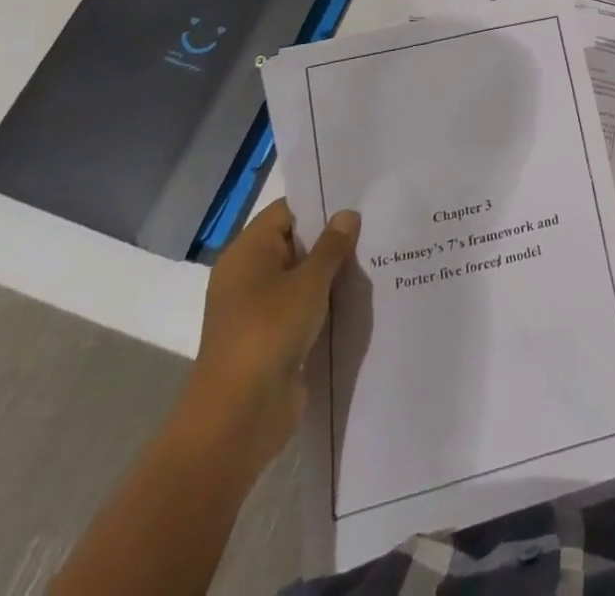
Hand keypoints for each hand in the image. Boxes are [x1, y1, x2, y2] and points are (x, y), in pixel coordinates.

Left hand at [184, 199, 360, 472]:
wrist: (238, 417)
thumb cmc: (269, 332)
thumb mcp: (308, 282)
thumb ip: (332, 246)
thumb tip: (347, 214)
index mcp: (247, 253)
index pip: (286, 211)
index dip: (320, 203)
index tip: (358, 199)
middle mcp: (248, 276)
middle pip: (295, 243)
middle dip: (332, 238)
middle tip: (376, 225)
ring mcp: (259, 310)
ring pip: (301, 278)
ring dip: (331, 273)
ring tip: (376, 258)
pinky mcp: (272, 339)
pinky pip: (303, 308)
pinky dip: (325, 303)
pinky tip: (359, 297)